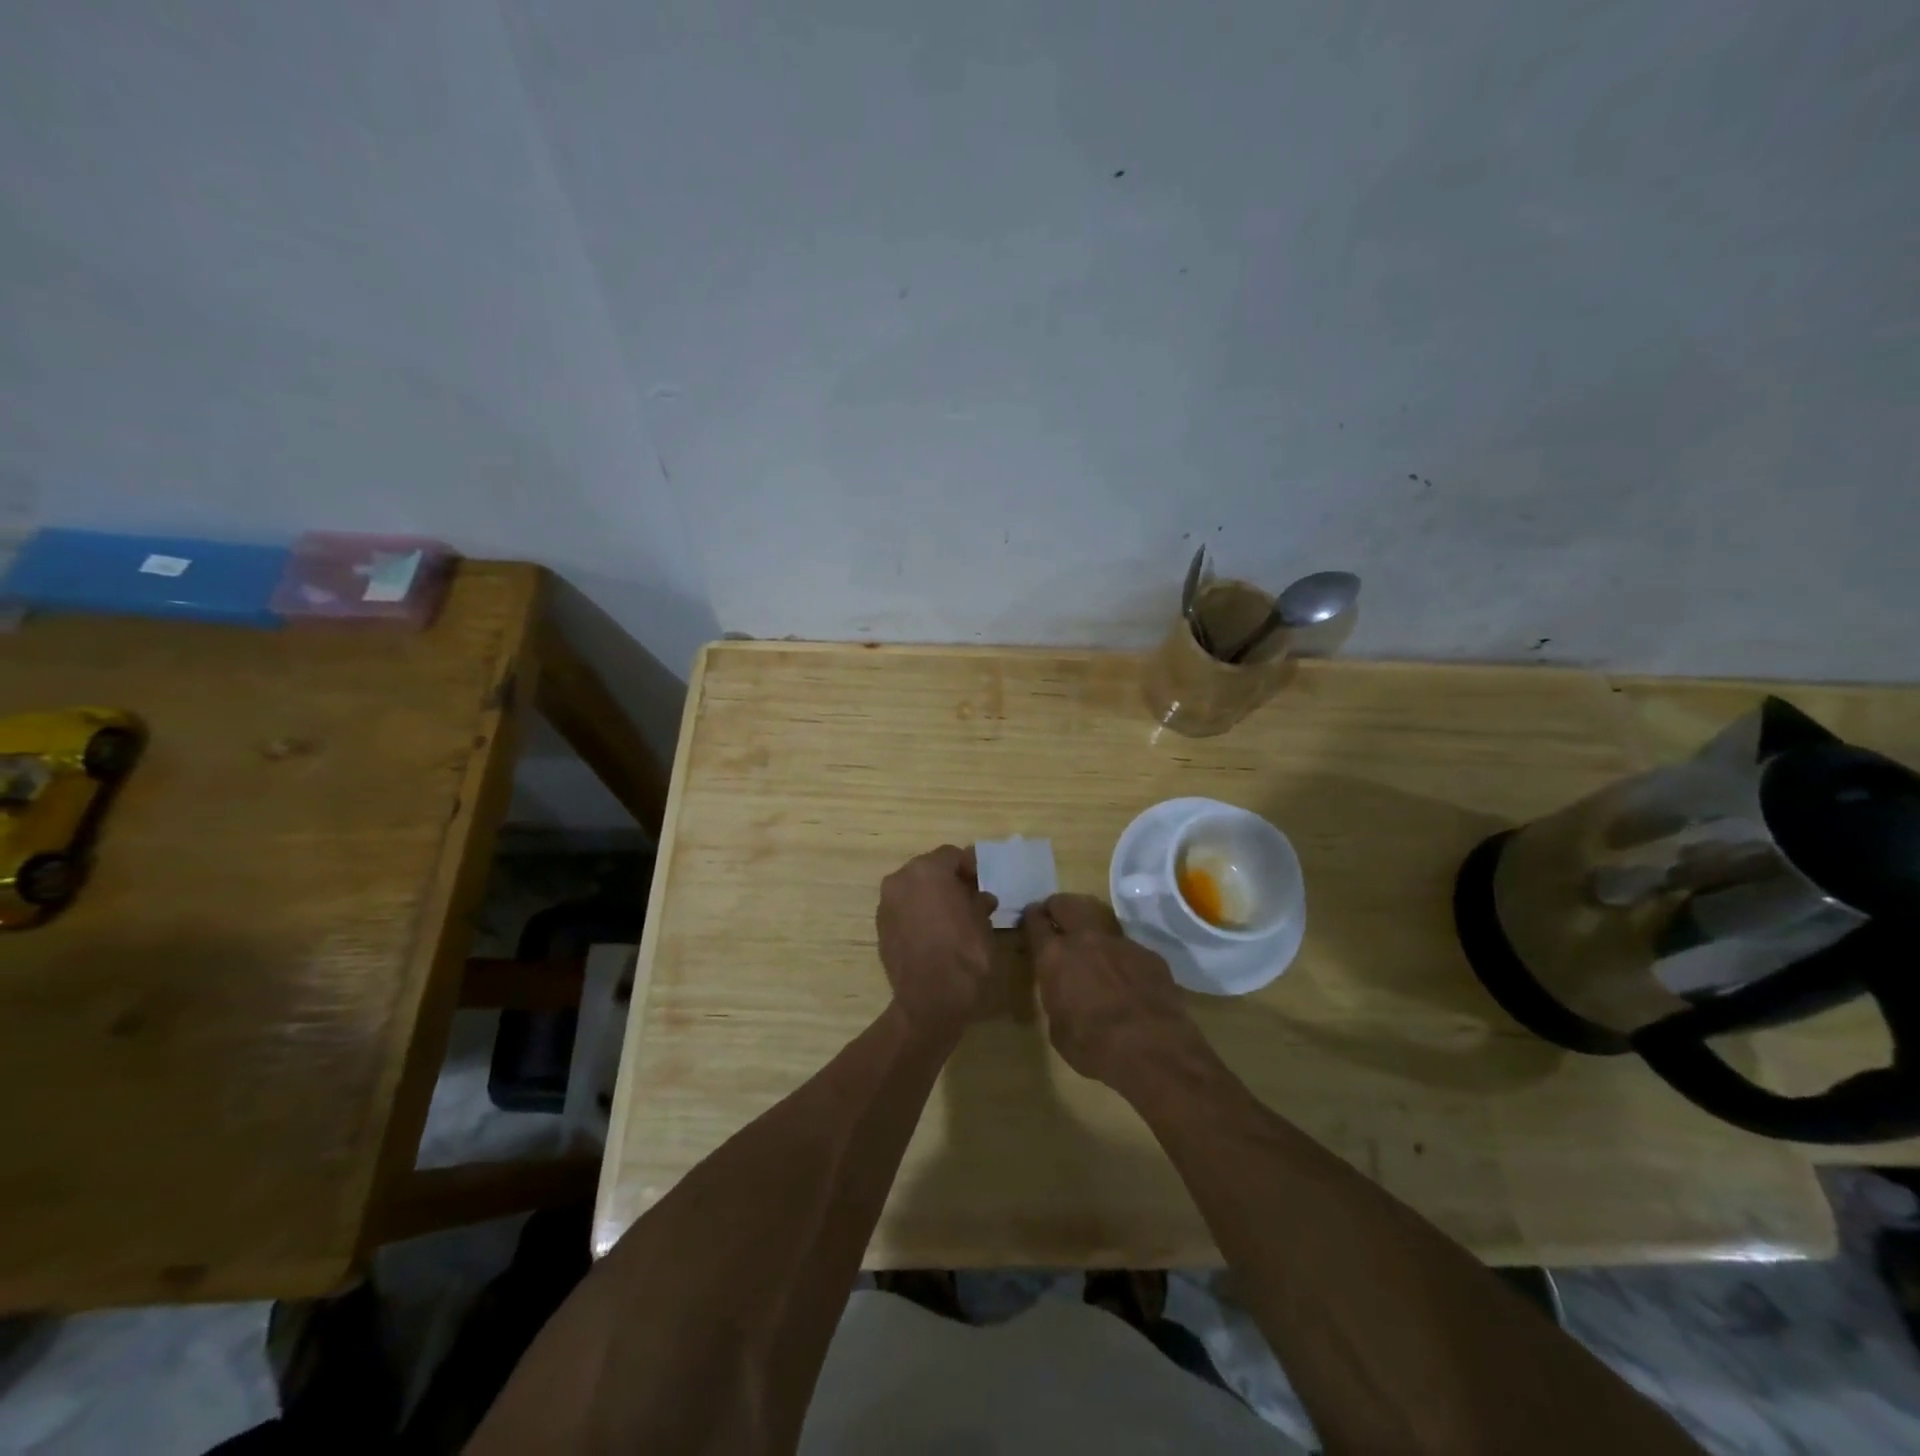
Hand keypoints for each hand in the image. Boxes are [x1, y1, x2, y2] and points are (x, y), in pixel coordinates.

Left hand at [876, 845, 998, 1034]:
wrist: (930, 1000)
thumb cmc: (963, 953)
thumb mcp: (982, 923)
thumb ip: (979, 901)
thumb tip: (981, 897)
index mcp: (926, 870)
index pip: (952, 855)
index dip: (970, 866)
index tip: (983, 882)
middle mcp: (900, 880)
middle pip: (928, 869)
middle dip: (948, 880)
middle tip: (969, 897)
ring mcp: (886, 904)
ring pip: (913, 890)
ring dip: (931, 896)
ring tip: (953, 916)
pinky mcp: (880, 928)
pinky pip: (903, 910)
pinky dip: (918, 913)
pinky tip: (935, 932)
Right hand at [1022, 894, 1198, 1085]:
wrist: (1152, 1049)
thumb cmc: (1093, 1046)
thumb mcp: (1058, 1028)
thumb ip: (1057, 998)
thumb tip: (1064, 992)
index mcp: (1055, 957)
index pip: (1035, 922)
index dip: (1031, 917)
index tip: (1031, 917)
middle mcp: (1085, 939)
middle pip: (1067, 904)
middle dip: (1058, 906)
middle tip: (1056, 915)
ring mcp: (1120, 943)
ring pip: (1100, 917)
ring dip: (1090, 924)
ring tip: (1089, 938)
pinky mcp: (1148, 954)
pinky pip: (1127, 946)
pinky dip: (1120, 954)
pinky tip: (1124, 973)